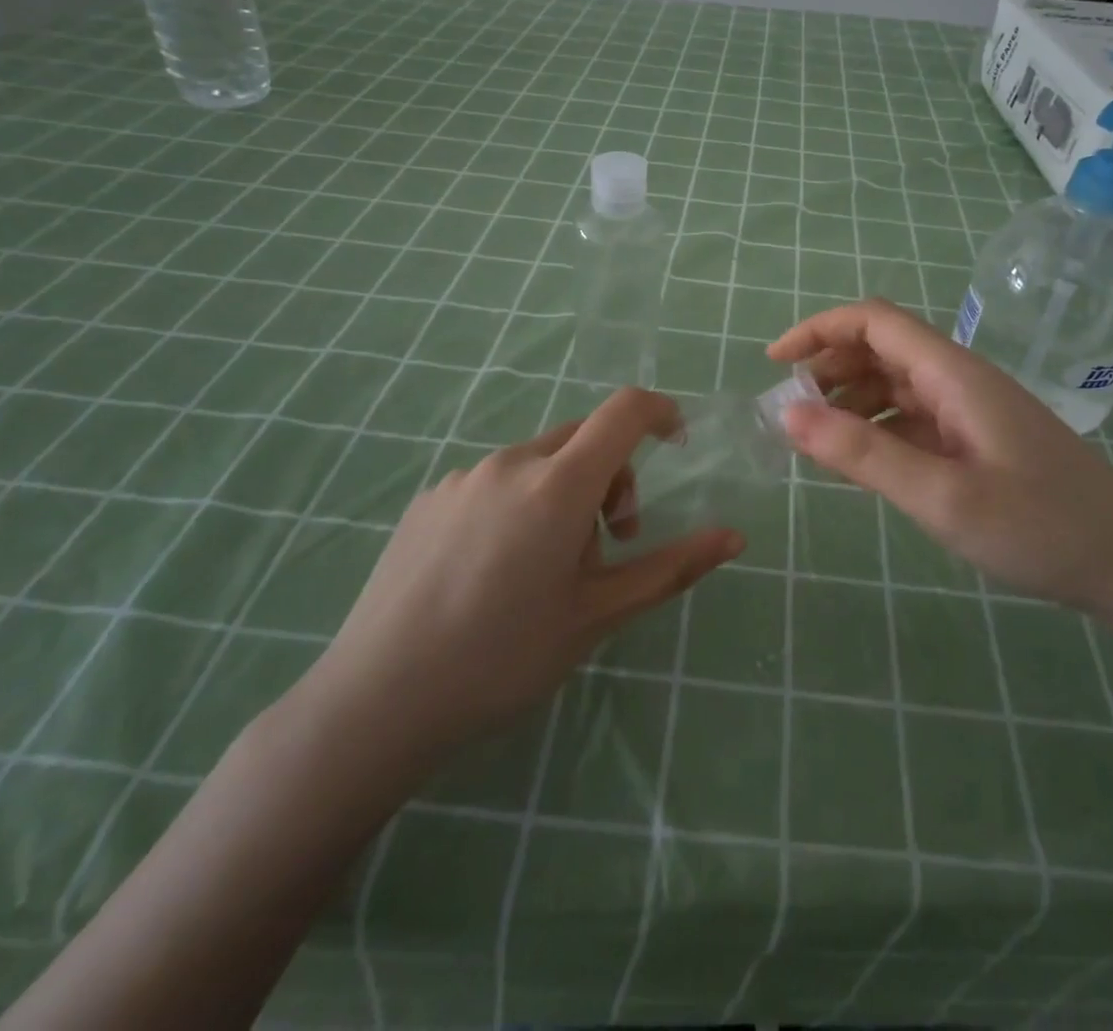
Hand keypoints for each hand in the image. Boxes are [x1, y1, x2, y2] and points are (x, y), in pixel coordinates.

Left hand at [286, 388, 743, 796]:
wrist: (377, 700)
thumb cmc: (504, 658)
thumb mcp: (598, 615)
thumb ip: (671, 567)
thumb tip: (734, 537)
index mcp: (558, 485)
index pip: (623, 411)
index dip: (660, 412)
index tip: (677, 443)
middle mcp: (510, 463)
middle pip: (583, 439)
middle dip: (613, 477)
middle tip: (608, 546)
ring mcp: (463, 478)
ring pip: (538, 463)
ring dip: (564, 495)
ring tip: (545, 569)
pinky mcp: (429, 499)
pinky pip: (495, 482)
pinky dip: (519, 505)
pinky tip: (492, 572)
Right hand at [769, 299, 1112, 624]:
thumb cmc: (1041, 527)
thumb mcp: (942, 496)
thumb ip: (863, 453)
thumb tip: (788, 414)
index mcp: (952, 374)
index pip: (873, 322)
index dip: (818, 330)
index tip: (774, 363)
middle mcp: (959, 380)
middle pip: (880, 349)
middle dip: (828, 369)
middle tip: (790, 414)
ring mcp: (971, 411)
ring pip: (895, 385)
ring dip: (850, 400)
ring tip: (814, 440)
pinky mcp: (977, 441)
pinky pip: (914, 419)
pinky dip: (877, 428)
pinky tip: (861, 462)